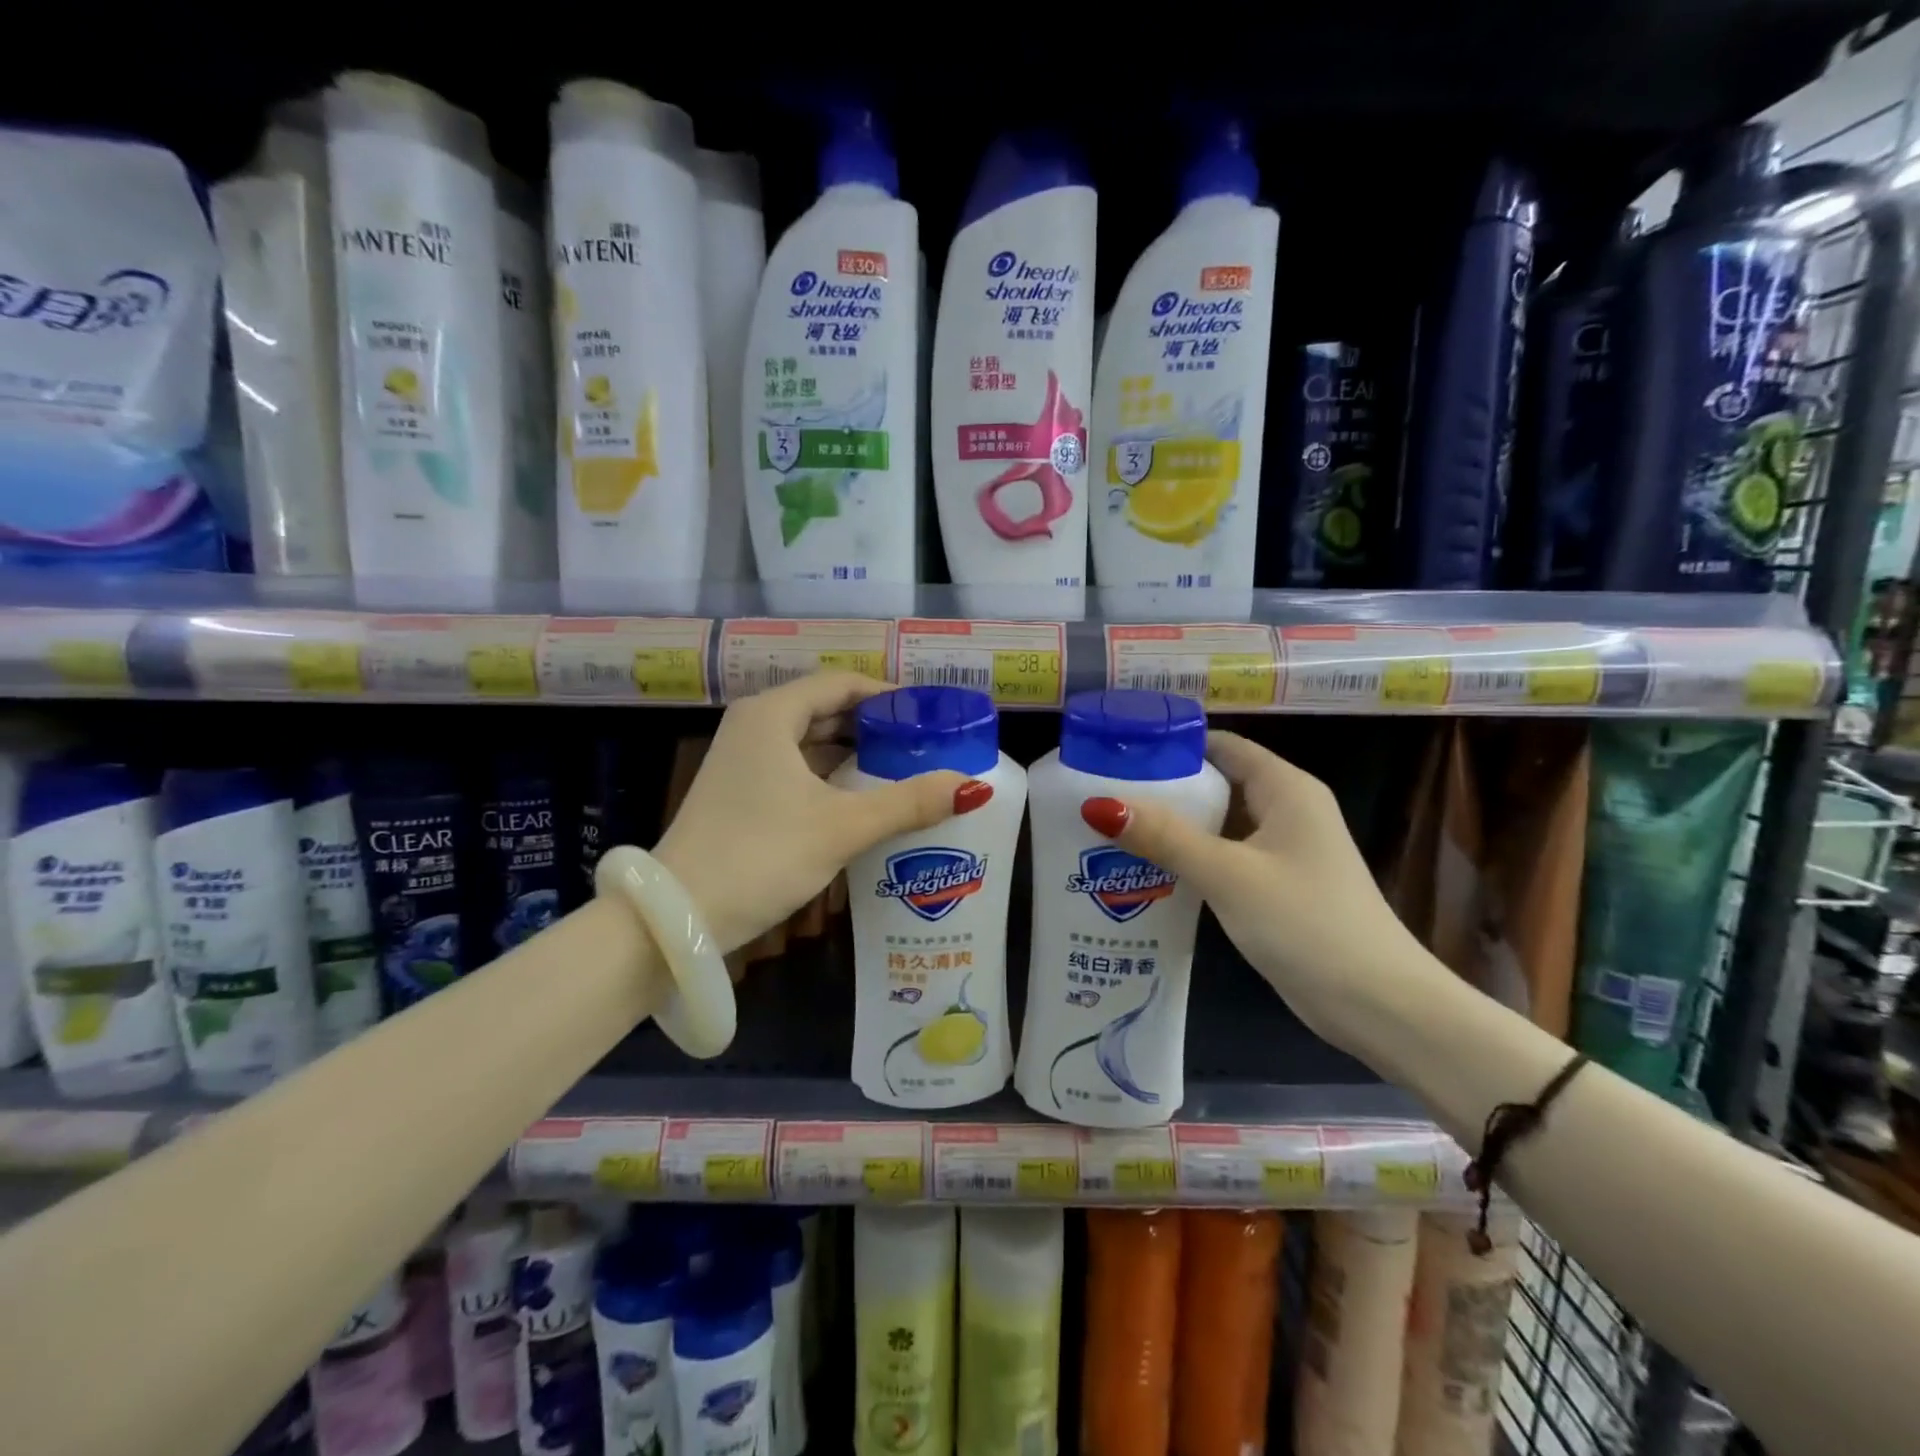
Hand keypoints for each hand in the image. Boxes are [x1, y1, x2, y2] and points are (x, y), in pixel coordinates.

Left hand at [654, 672, 992, 952]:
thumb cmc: (761, 855)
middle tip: (925, 745)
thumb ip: (908, 803)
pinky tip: (862, 798)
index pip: (842, 683)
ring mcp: (742, 761)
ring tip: (904, 770)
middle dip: (876, 726)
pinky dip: (831, 776)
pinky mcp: (740, 793)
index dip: (888, 695)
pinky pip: (797, 768)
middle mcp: (754, 726)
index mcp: (772, 714)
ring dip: (854, 753)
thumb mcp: (842, 826)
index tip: (929, 716)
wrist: (677, 916)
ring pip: (811, 742)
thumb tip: (972, 787)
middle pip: (826, 709)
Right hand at [1080, 731, 1440, 1056]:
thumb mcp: (1228, 874)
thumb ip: (1165, 837)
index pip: (1221, 746)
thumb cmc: (1306, 923)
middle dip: (1164, 787)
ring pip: (1219, 823)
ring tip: (1112, 828)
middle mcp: (1287, 810)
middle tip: (1103, 794)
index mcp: (1286, 789)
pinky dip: (1191, 857)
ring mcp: (1284, 851)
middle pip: (1217, 782)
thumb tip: (1099, 804)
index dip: (1172, 745)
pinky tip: (1149, 870)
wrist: (1379, 1004)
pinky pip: (1226, 856)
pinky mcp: (1277, 886)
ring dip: (1174, 826)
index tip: (1119, 753)